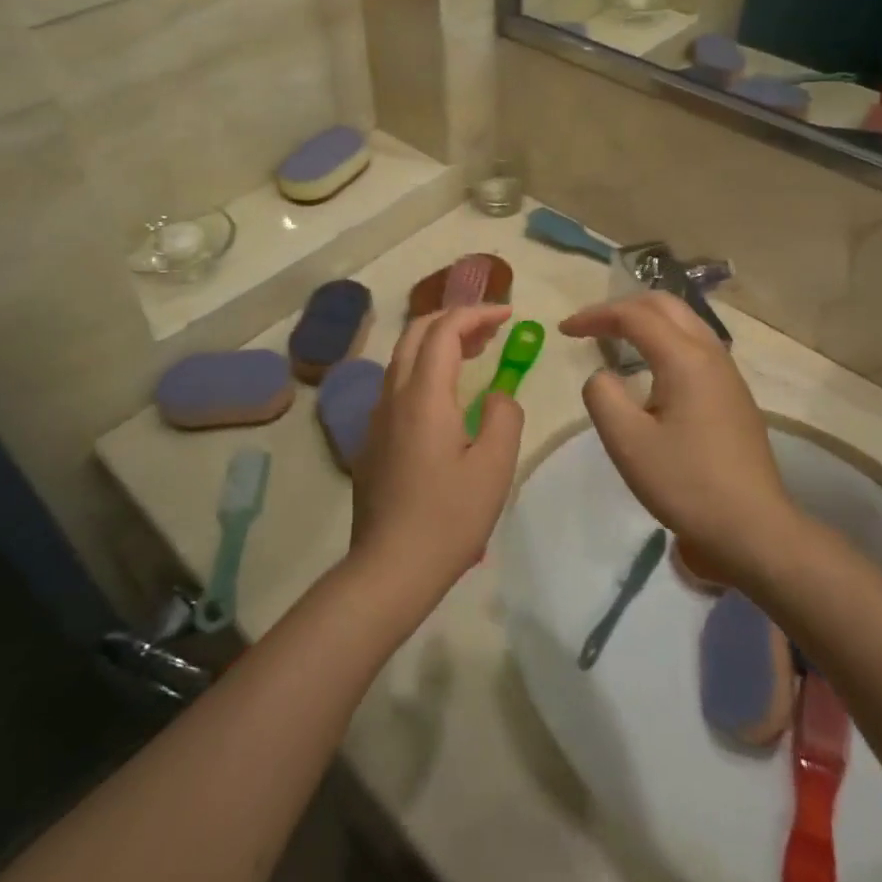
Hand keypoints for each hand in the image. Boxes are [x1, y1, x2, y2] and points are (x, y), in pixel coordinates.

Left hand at [350, 306, 524, 601]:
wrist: (389, 568)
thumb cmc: (448, 518)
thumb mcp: (495, 467)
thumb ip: (505, 417)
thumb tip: (498, 396)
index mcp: (424, 396)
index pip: (445, 330)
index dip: (477, 313)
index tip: (509, 315)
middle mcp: (394, 396)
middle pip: (416, 333)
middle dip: (454, 319)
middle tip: (491, 329)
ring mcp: (377, 418)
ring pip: (403, 358)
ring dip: (437, 343)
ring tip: (475, 353)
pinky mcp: (372, 441)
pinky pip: (397, 386)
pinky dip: (425, 370)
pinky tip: (448, 398)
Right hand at [558, 294, 794, 583]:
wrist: (753, 528)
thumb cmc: (686, 483)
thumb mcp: (627, 442)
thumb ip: (602, 396)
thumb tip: (602, 376)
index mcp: (685, 358)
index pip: (635, 316)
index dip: (595, 316)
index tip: (564, 330)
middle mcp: (711, 354)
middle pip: (665, 305)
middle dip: (623, 307)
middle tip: (590, 326)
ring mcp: (728, 374)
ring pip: (685, 323)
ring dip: (647, 321)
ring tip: (617, 338)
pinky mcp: (734, 395)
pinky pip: (696, 346)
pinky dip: (665, 340)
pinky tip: (652, 368)